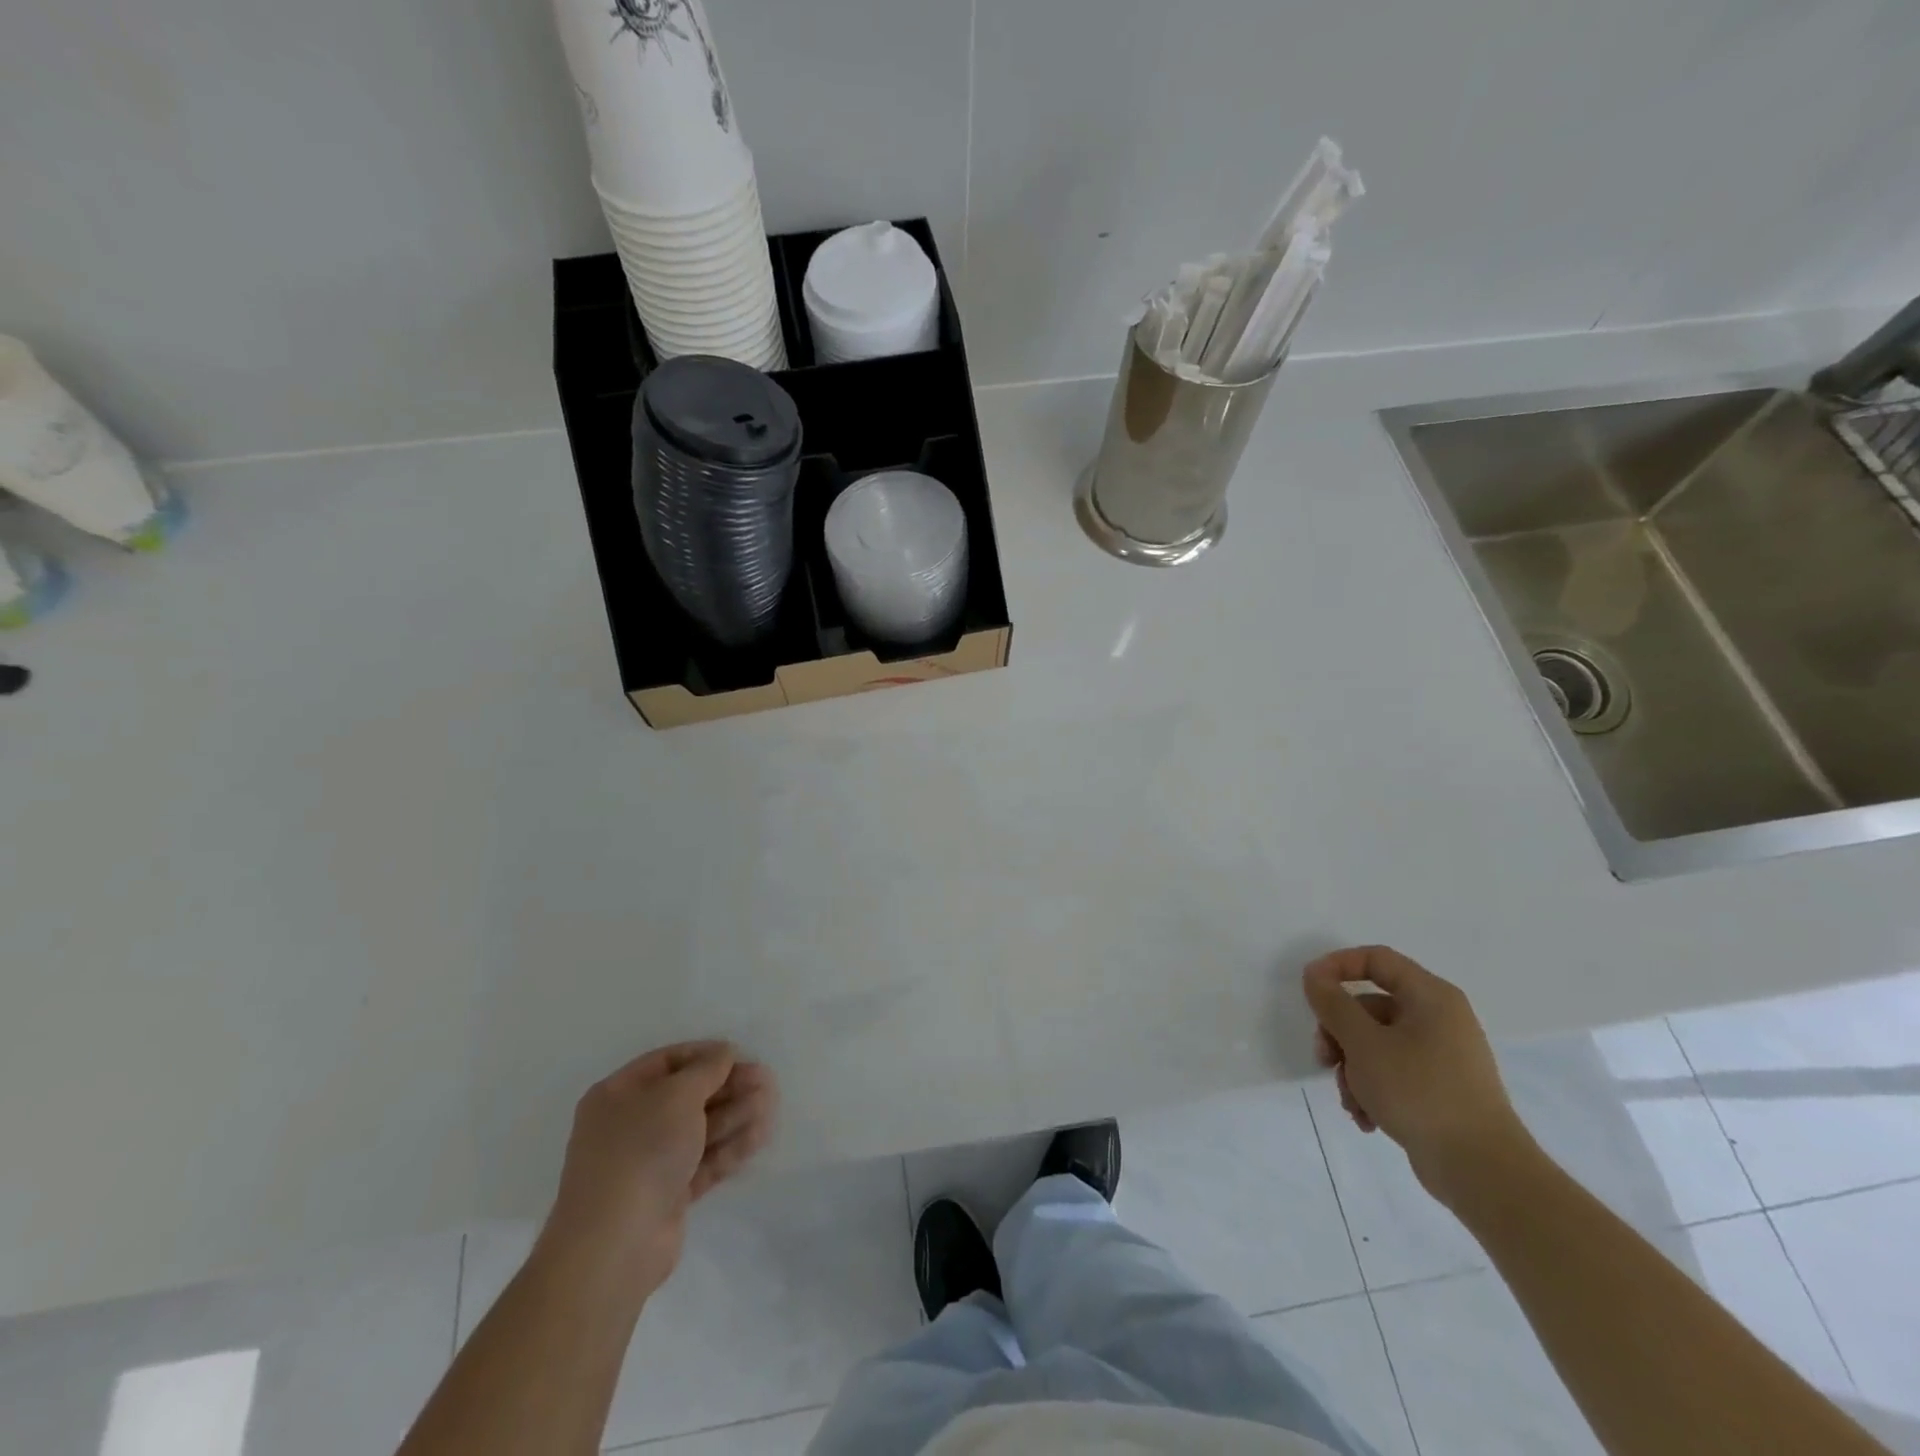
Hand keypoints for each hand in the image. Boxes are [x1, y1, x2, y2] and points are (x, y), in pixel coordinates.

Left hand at [539, 1041, 777, 1293]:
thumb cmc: (642, 1150)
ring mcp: (649, 1162)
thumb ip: (707, 1069)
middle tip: (766, 1080)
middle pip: (688, 1096)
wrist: (616, 1243)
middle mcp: (630, 1125)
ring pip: (699, 1129)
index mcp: (619, 1094)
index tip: (740, 1054)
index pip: (668, 1062)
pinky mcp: (668, 1194)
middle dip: (728, 1087)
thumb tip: (724, 1052)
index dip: (705, 1055)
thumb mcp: (678, 1095)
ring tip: (770, 1105)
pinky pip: (703, 1161)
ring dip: (735, 1114)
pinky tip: (760, 1135)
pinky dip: (730, 1147)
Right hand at [1303, 946, 1530, 1200]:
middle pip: (1370, 1007)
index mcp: (1431, 997)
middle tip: (1324, 1058)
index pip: (1376, 959)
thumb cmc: (1420, 1092)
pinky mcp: (1439, 1089)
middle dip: (1339, 1034)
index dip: (1337, 966)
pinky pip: (1393, 1072)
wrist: (1483, 1172)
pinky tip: (1366, 1117)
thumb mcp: (1364, 1044)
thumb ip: (1333, 1004)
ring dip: (1352, 1069)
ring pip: (1376, 1044)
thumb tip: (1315, 975)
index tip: (1309, 989)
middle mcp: (1440, 1019)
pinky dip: (1373, 1089)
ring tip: (1351, 1101)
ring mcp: (1441, 1056)